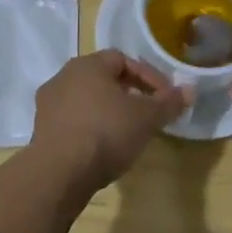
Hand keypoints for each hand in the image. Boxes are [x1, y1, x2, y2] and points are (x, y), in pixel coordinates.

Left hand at [32, 50, 190, 190]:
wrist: (58, 173)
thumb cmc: (106, 132)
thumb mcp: (147, 118)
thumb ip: (169, 103)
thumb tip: (191, 90)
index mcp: (88, 64)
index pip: (123, 59)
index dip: (148, 76)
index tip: (164, 97)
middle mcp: (64, 76)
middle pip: (103, 78)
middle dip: (128, 93)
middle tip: (146, 113)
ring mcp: (48, 103)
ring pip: (86, 99)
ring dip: (107, 111)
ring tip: (126, 132)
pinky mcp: (40, 130)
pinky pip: (72, 120)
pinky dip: (90, 127)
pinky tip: (102, 147)